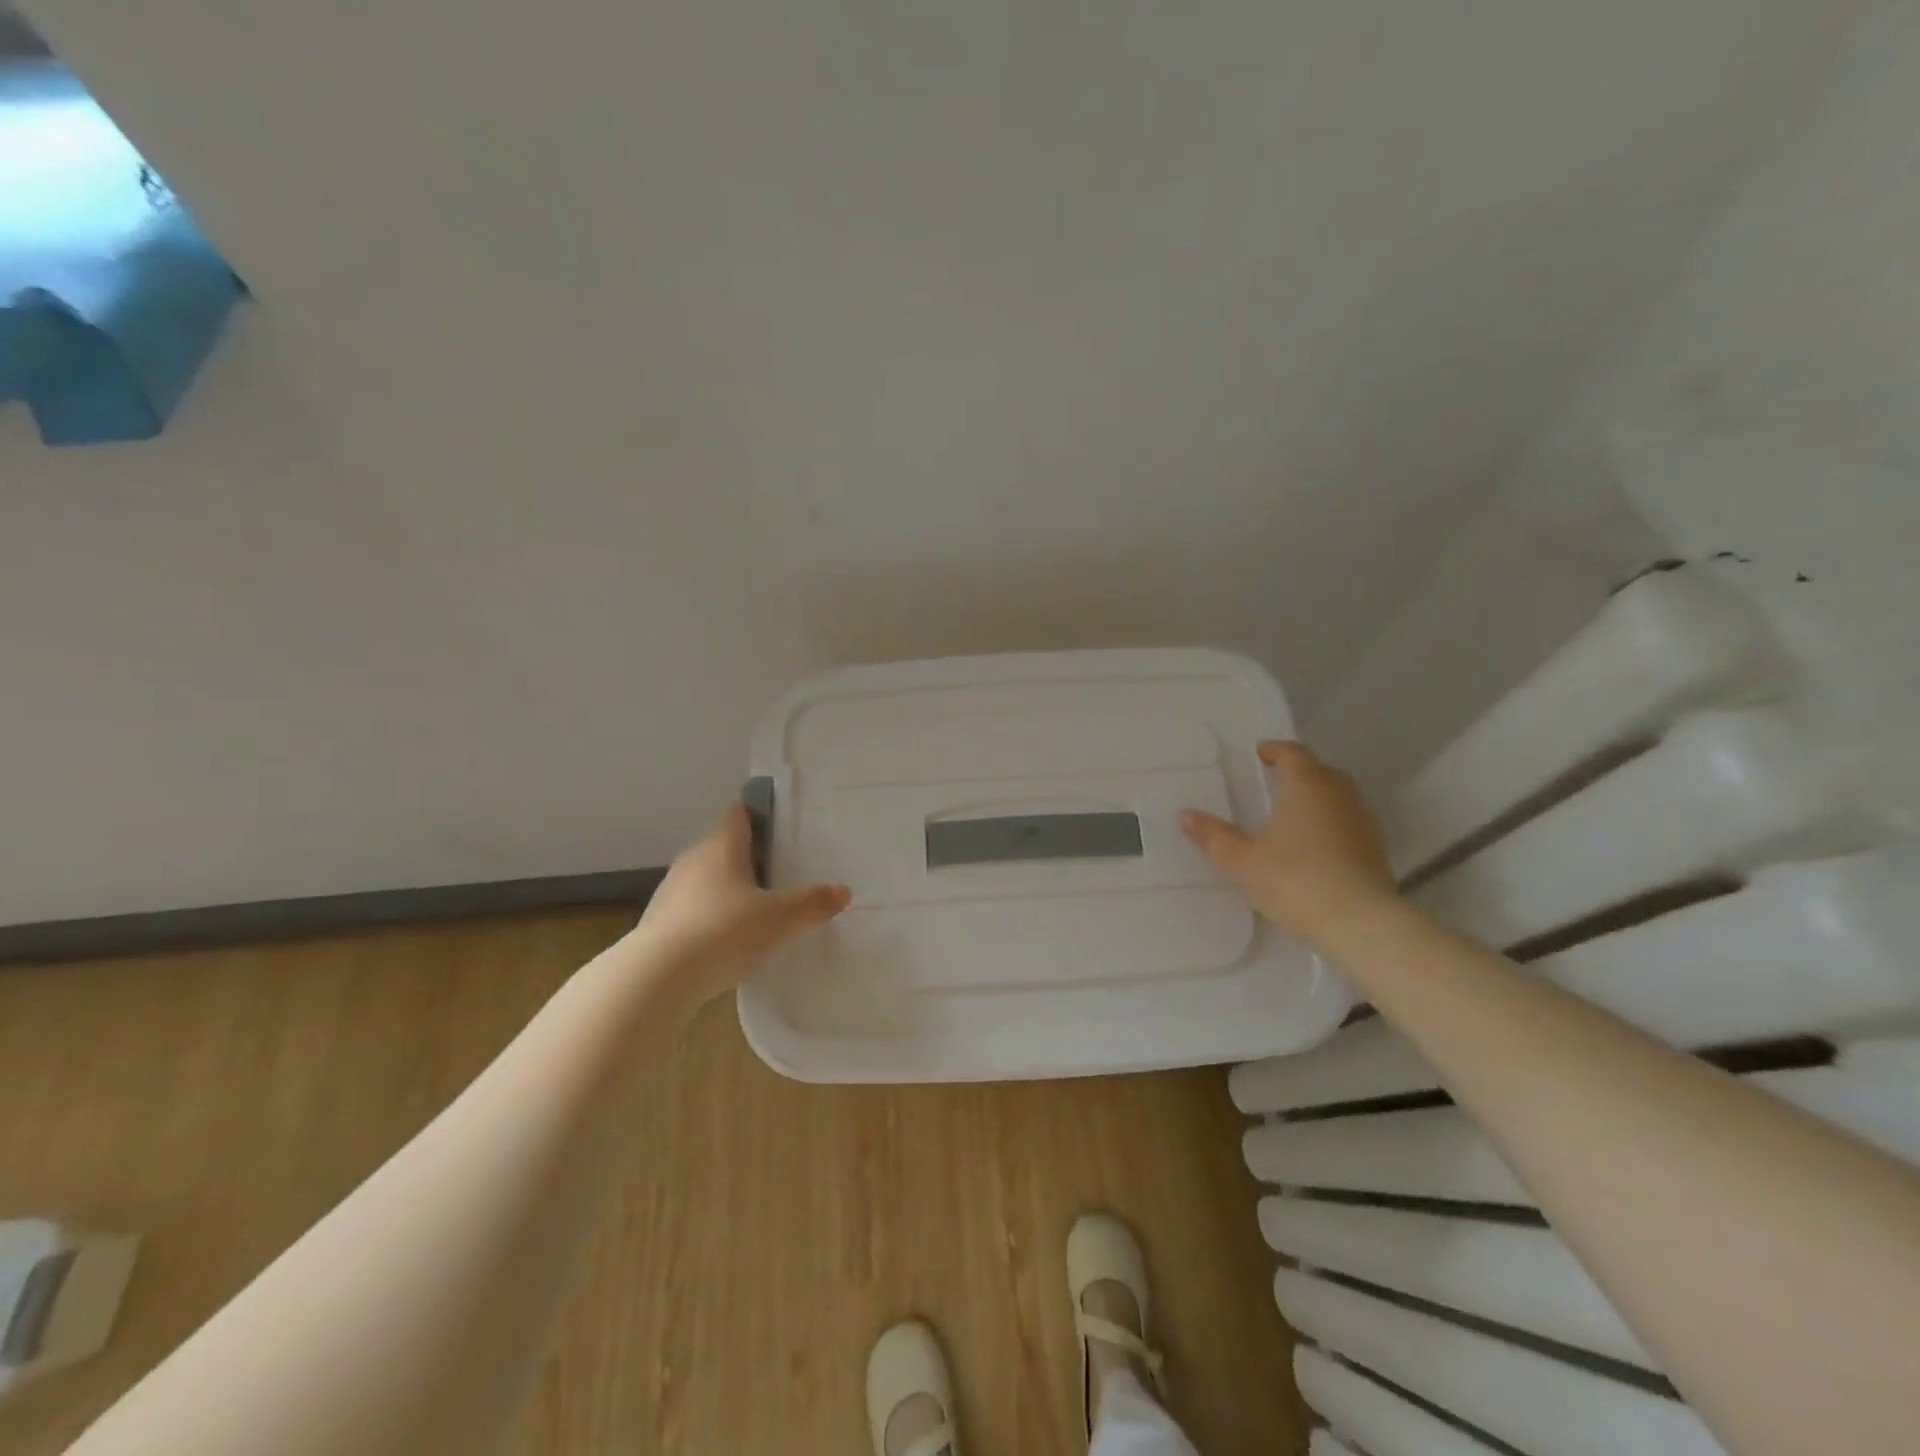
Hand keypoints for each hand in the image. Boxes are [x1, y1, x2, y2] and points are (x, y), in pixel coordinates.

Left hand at [629, 803, 850, 1003]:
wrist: (657, 977)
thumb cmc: (724, 931)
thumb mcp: (779, 919)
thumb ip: (812, 903)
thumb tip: (844, 890)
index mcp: (722, 846)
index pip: (737, 814)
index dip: (757, 816)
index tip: (779, 828)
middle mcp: (693, 859)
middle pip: (722, 847)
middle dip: (747, 858)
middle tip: (778, 874)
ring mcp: (671, 891)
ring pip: (705, 879)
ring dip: (726, 889)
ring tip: (755, 910)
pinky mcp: (658, 923)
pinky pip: (691, 909)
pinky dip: (709, 917)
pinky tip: (725, 941)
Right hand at [1180, 741, 1398, 952]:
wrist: (1360, 923)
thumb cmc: (1295, 880)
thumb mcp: (1241, 861)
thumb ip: (1213, 836)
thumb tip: (1185, 814)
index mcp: (1305, 785)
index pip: (1293, 753)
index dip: (1276, 750)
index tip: (1261, 754)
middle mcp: (1338, 794)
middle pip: (1320, 771)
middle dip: (1298, 772)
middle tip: (1275, 782)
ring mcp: (1363, 821)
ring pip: (1339, 797)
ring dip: (1317, 798)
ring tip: (1293, 815)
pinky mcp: (1376, 850)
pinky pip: (1349, 823)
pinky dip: (1332, 824)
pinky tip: (1316, 847)